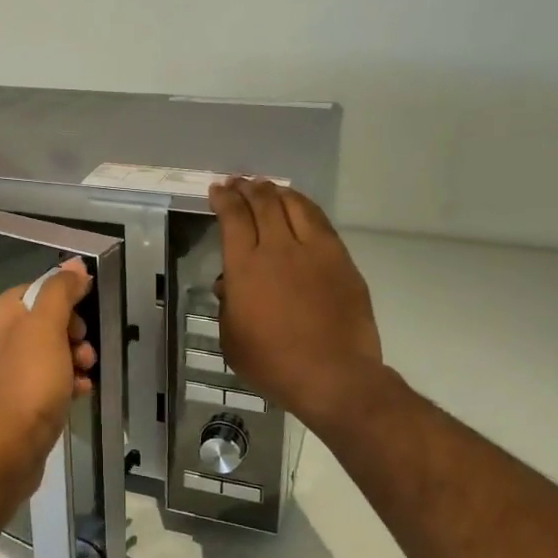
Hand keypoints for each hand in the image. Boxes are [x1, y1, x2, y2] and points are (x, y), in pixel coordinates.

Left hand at [0, 259, 95, 493]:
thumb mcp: (48, 326)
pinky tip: (79, 393)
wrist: (9, 447)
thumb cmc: (29, 379)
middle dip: (72, 334)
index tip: (85, 320)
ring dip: (72, 359)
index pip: (35, 291)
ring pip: (44, 353)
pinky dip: (62, 383)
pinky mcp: (7, 402)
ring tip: (86, 374)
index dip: (66, 301)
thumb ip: (61, 290)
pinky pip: (40, 381)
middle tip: (86, 352)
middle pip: (41, 322)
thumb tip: (76, 265)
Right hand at [208, 178, 383, 431]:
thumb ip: (227, 305)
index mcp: (245, 267)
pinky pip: (320, 222)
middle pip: (263, 203)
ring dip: (277, 192)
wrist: (332, 375)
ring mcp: (314, 251)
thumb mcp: (232, 339)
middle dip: (248, 187)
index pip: (233, 217)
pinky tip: (300, 208)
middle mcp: (278, 249)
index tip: (217, 190)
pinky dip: (305, 207)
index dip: (224, 199)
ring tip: (269, 188)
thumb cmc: (273, 364)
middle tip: (239, 182)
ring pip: (294, 205)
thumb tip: (228, 283)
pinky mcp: (340, 260)